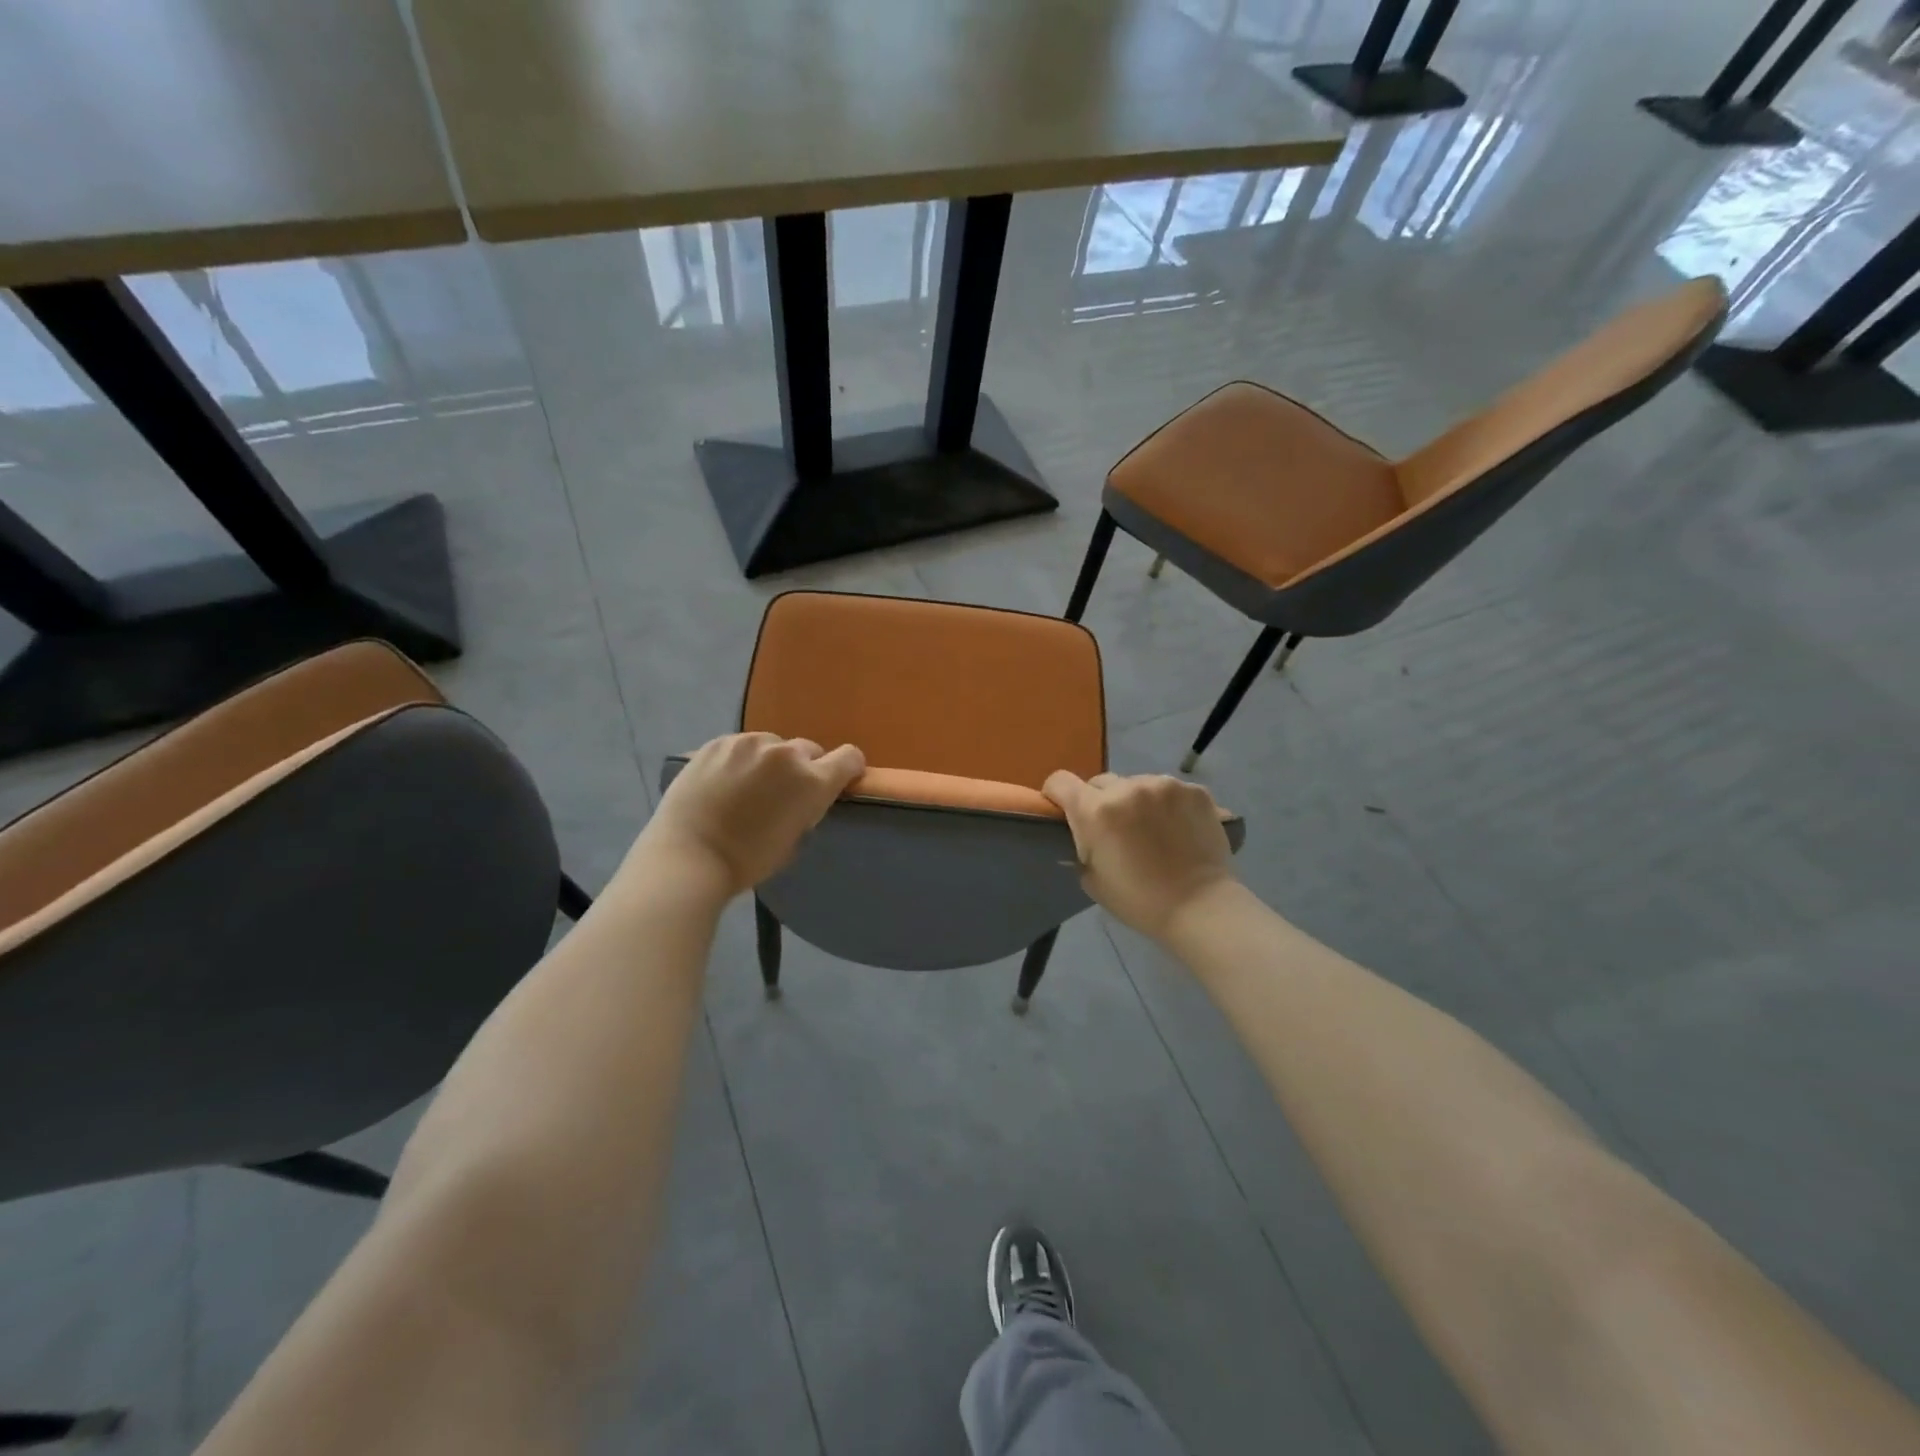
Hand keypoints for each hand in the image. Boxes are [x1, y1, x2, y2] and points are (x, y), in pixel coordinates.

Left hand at [640, 733, 864, 895]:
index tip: (837, 782)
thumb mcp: (795, 840)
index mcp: (812, 782)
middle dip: (803, 768)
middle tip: (782, 793)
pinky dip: (740, 760)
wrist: (688, 856)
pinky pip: (741, 746)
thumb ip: (807, 808)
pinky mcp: (718, 742)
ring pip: (773, 744)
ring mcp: (749, 743)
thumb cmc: (747, 860)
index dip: (848, 769)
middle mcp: (786, 753)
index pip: (850, 757)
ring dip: (770, 761)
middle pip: (810, 750)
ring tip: (747, 786)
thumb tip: (803, 797)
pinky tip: (723, 782)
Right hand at [1043, 771, 1236, 939]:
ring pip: (1137, 783)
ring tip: (1153, 829)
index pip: (1060, 781)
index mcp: (1095, 810)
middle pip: (1100, 782)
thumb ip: (1081, 846)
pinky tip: (1178, 827)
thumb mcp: (1091, 878)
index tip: (1065, 810)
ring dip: (1137, 801)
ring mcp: (1164, 785)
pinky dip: (1168, 804)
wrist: (1201, 907)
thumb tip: (1083, 834)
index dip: (1057, 794)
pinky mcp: (1194, 790)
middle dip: (1101, 801)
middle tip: (1116, 829)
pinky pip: (1169, 790)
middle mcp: (1127, 788)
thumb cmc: (1139, 900)